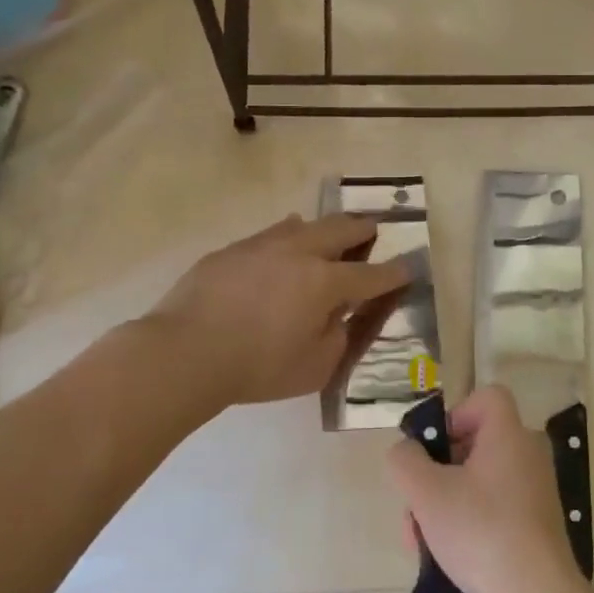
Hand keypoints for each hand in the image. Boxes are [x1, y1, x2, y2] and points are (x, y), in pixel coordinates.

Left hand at [147, 214, 409, 410]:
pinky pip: (271, 233)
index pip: (373, 275)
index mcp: (326, 282)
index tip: (409, 268)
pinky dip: (289, 234)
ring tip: (332, 231)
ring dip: (326, 227)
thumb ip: (337, 338)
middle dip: (364, 230)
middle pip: (342, 230)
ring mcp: (263, 245)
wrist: (184, 352)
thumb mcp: (315, 367)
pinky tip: (285, 237)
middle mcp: (300, 253)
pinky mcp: (233, 250)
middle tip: (374, 230)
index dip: (395, 273)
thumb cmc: (257, 367)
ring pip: (304, 224)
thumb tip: (337, 317)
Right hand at [388, 386, 587, 592]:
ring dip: (443, 504)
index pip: (486, 397)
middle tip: (414, 506)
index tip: (433, 451)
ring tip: (420, 541)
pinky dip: (466, 521)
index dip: (455, 414)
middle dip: (435, 473)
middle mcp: (527, 454)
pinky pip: (492, 505)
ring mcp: (534, 489)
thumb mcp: (427, 493)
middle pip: (473, 443)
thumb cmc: (481, 533)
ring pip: (476, 480)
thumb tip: (406, 451)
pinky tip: (445, 555)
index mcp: (508, 435)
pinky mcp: (535, 521)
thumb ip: (406, 461)